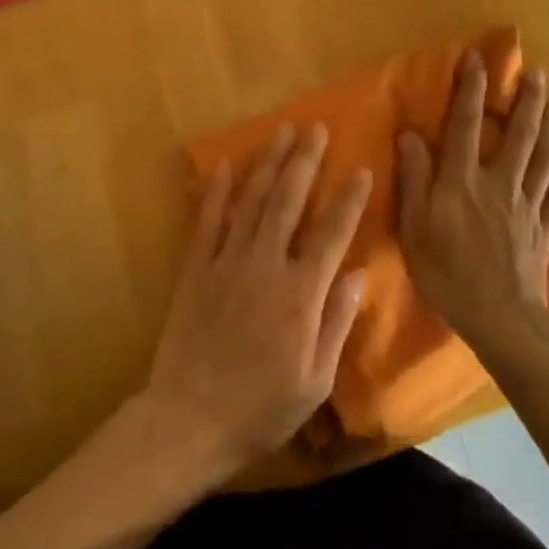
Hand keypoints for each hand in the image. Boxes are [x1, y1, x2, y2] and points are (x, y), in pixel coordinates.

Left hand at [142, 124, 369, 483]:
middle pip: (288, 201)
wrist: (188, 421)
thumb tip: (359, 274)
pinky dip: (215, 190)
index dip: (348, 200)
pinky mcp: (196, 268)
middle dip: (304, 161)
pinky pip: (207, 220)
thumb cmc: (260, 409)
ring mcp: (227, 262)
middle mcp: (265, 265)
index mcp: (300, 294)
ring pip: (251, 200)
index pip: (331, 234)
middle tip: (315, 127)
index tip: (361, 168)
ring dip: (267, 162)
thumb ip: (336, 322)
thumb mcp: (314, 380)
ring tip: (280, 131)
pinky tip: (223, 164)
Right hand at [396, 53, 548, 351]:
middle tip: (536, 73)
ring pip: (545, 158)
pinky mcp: (545, 229)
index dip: (470, 89)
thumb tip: (411, 134)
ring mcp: (527, 206)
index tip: (477, 58)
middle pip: (519, 135)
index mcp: (463, 181)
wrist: (498, 320)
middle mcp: (500, 183)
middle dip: (527, 101)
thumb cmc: (447, 274)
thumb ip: (414, 179)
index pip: (465, 125)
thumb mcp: (414, 228)